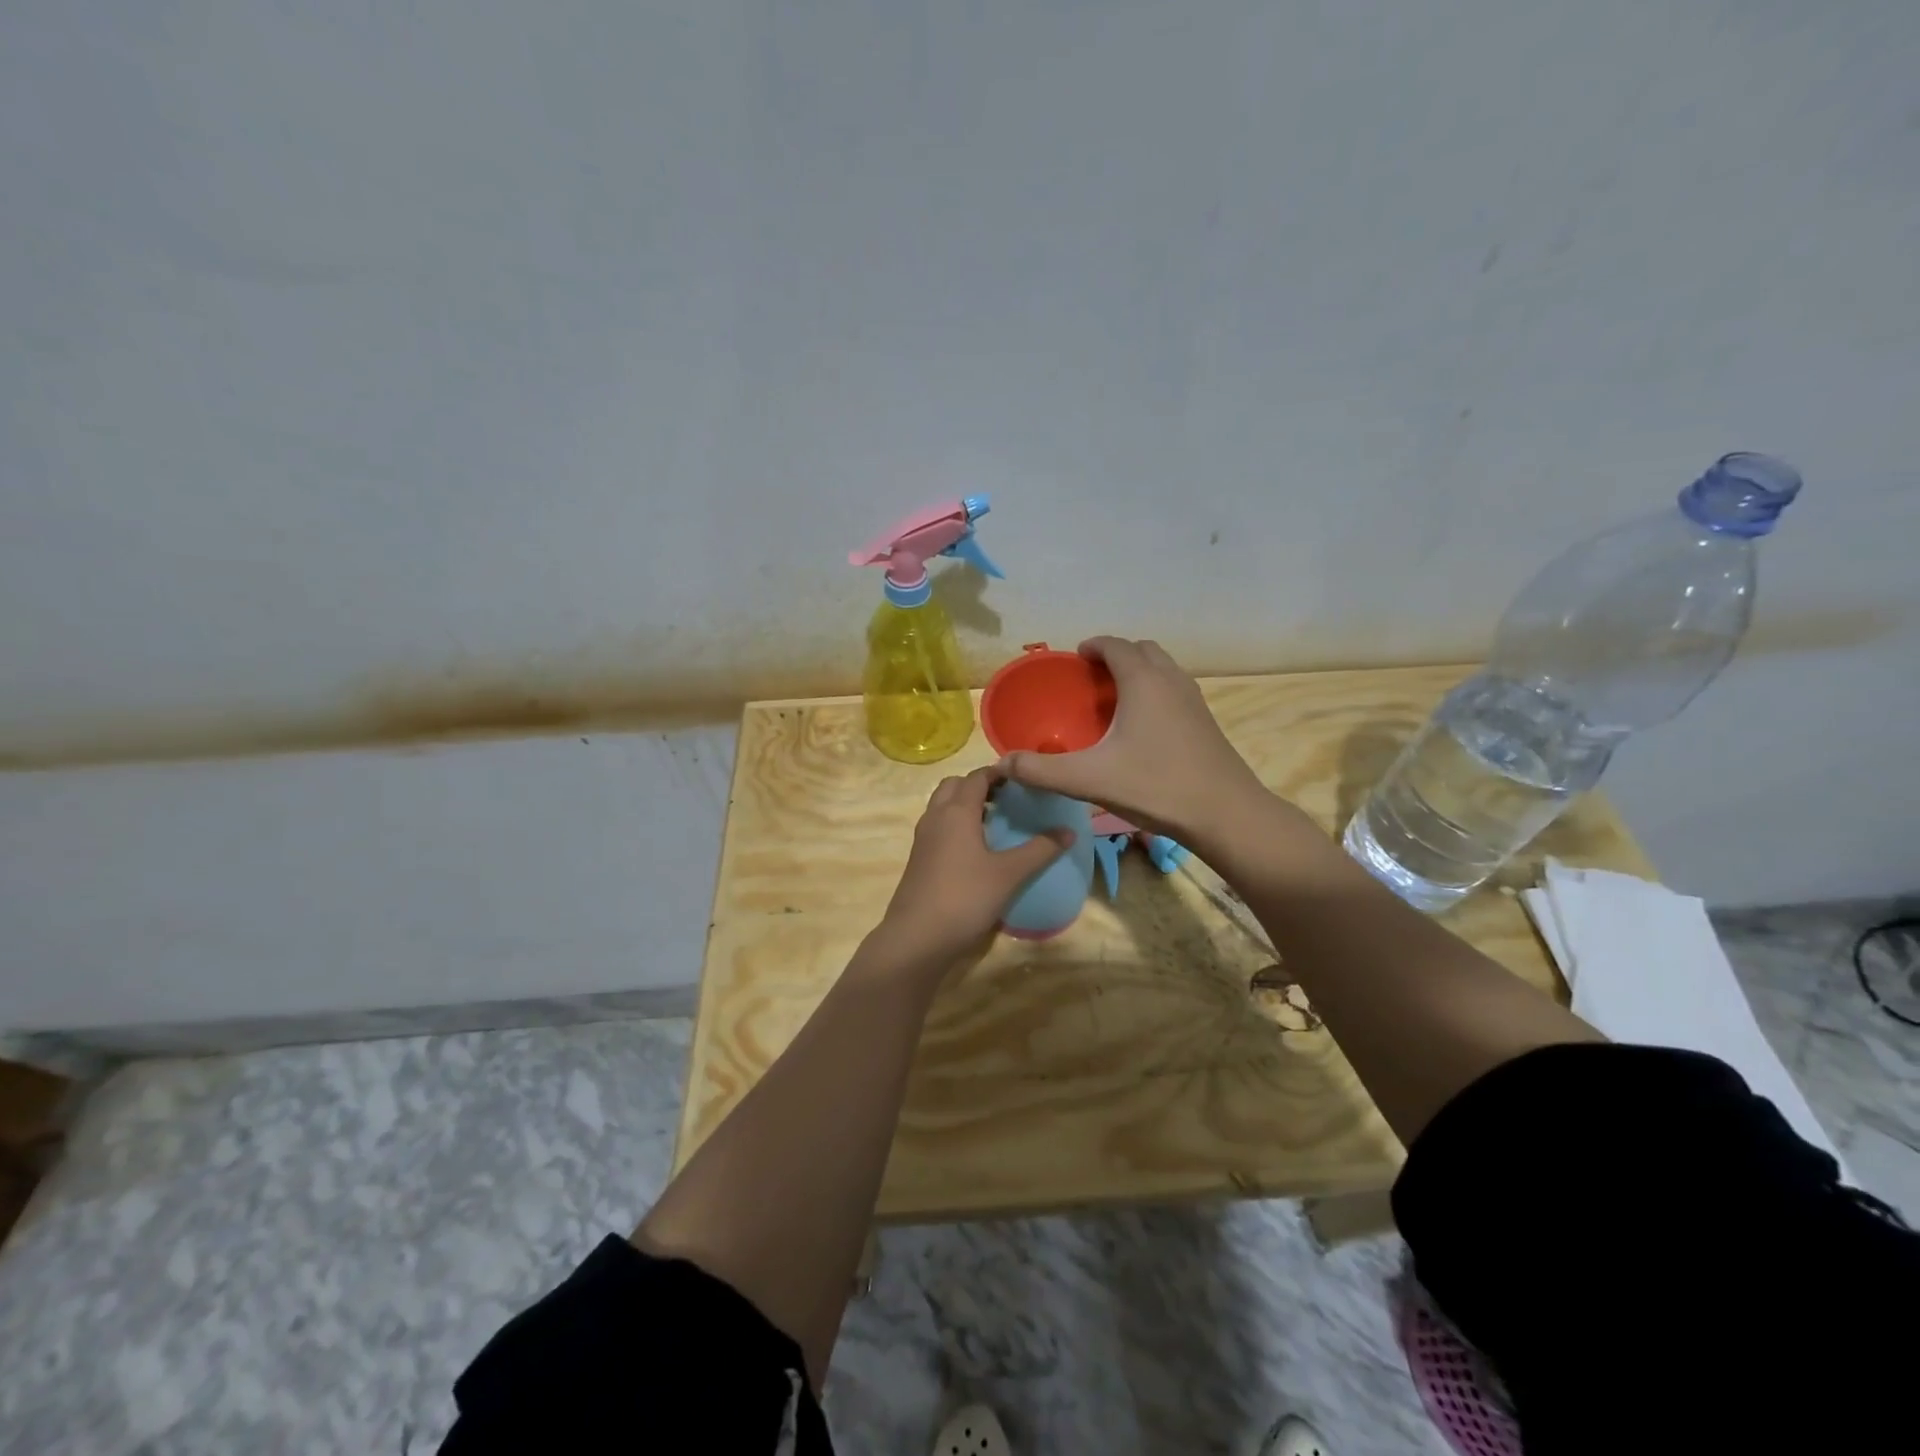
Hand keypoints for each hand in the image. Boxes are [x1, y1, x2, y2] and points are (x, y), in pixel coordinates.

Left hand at [869, 767, 1073, 974]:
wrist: (916, 938)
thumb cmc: (965, 898)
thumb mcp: (1009, 874)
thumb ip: (1040, 850)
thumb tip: (1069, 831)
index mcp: (956, 811)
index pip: (977, 776)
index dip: (1000, 773)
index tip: (1024, 779)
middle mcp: (936, 816)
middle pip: (954, 786)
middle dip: (979, 786)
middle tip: (1008, 799)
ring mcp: (923, 838)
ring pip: (943, 806)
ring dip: (965, 805)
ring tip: (996, 822)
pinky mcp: (919, 859)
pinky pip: (938, 827)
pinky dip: (956, 825)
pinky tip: (976, 849)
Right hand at [993, 637, 1269, 847]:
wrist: (1225, 813)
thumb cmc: (1156, 786)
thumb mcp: (1089, 779)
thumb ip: (1042, 770)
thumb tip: (1003, 763)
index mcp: (1143, 681)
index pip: (1116, 645)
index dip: (1093, 646)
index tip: (1076, 658)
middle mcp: (1171, 680)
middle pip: (1142, 650)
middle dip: (1116, 656)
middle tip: (1092, 680)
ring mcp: (1194, 700)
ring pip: (1163, 669)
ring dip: (1139, 673)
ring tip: (1115, 701)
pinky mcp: (1206, 721)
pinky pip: (1175, 690)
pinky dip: (1155, 692)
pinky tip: (1142, 729)